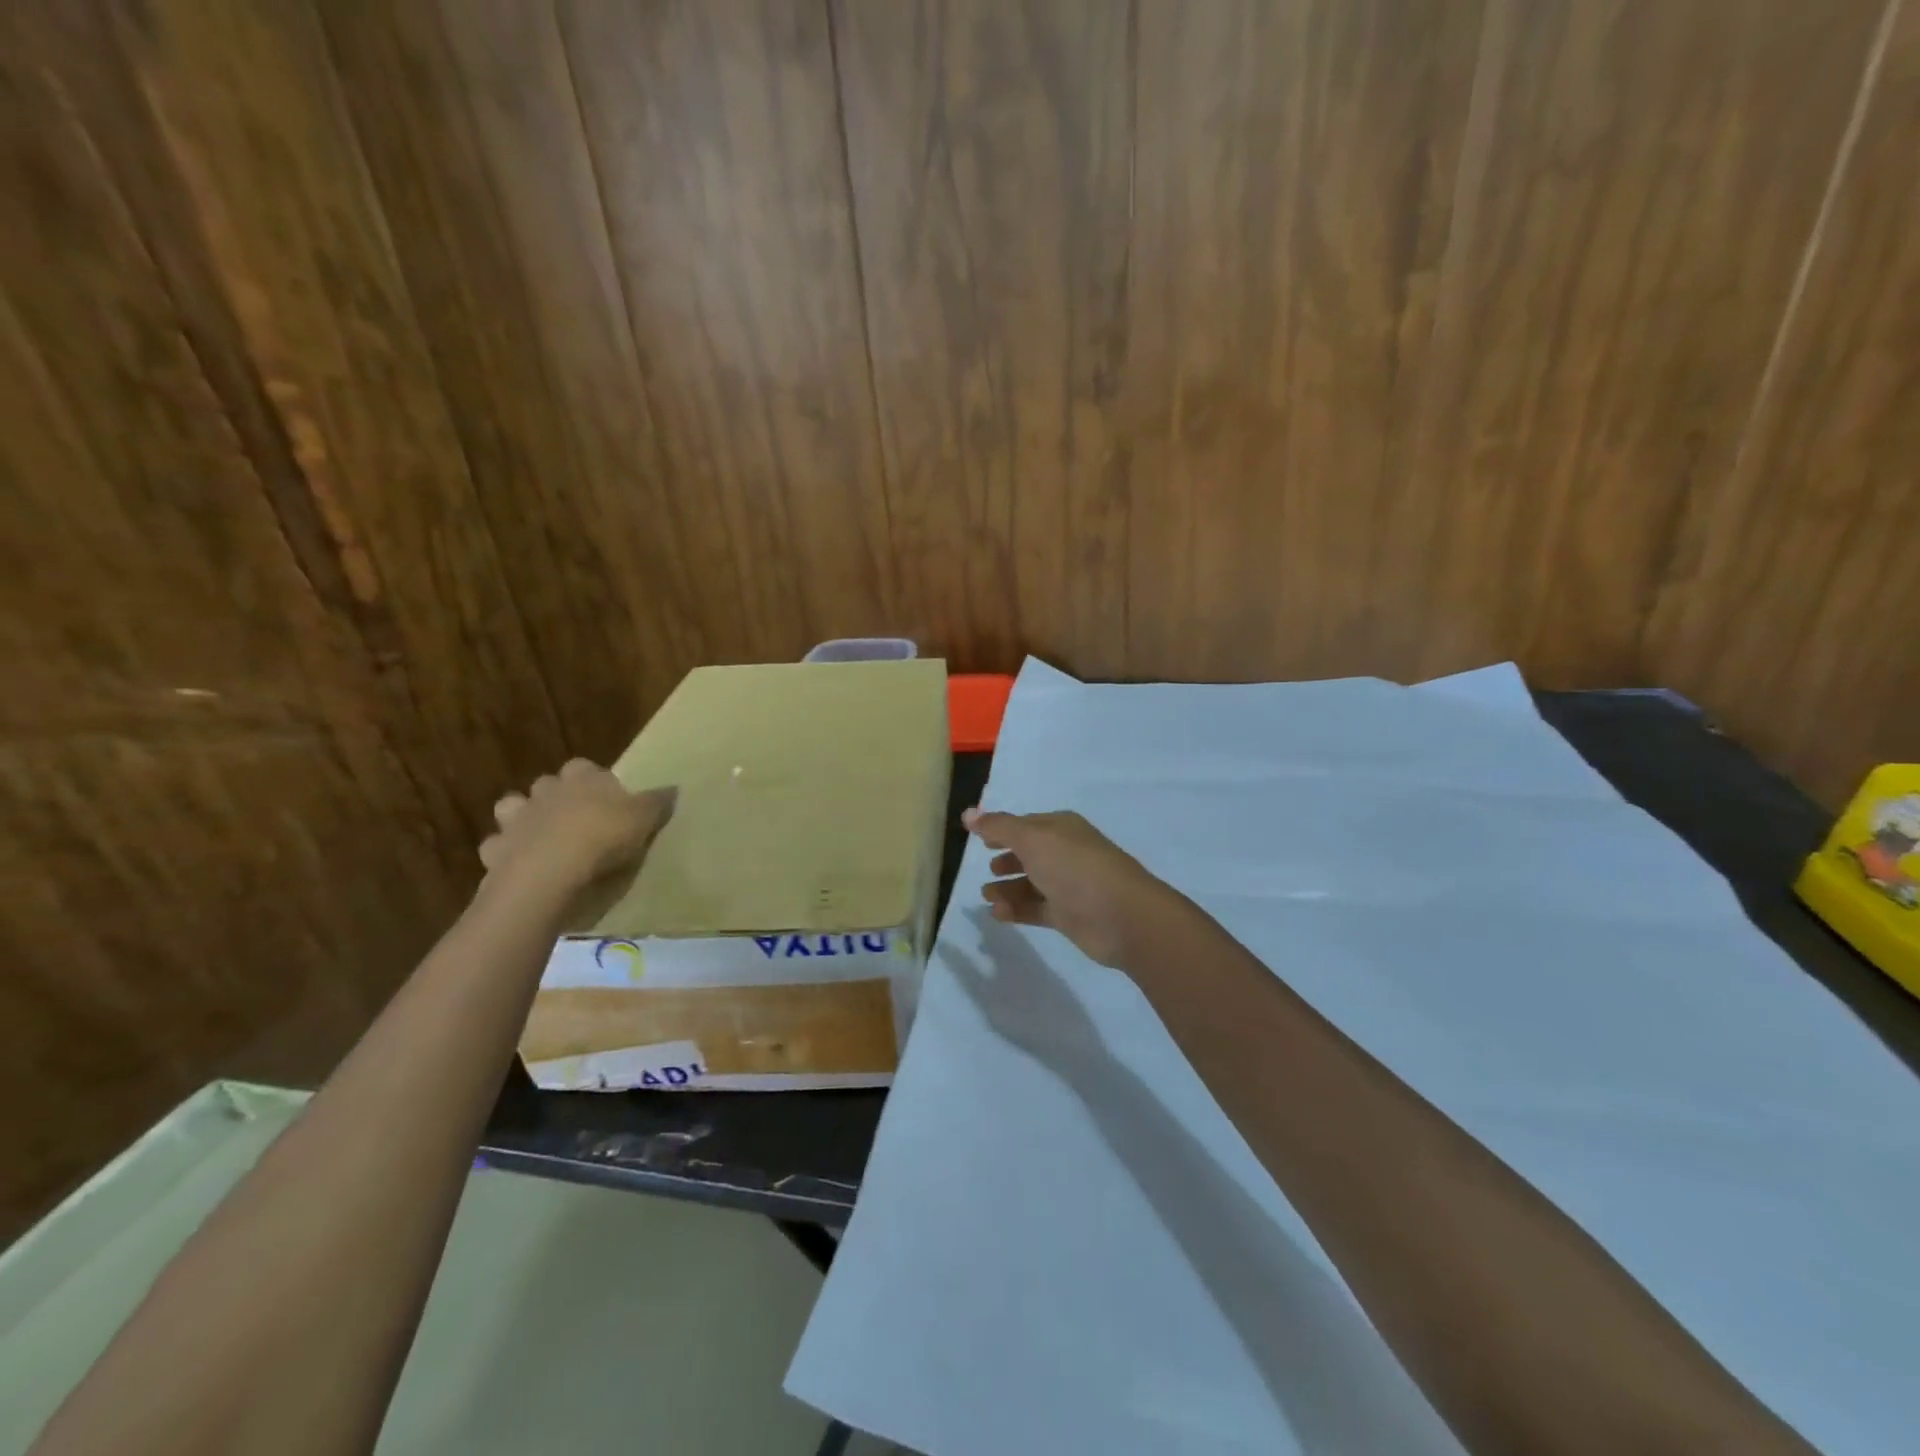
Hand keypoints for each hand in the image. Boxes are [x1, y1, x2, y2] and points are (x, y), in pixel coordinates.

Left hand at [480, 760, 675, 892]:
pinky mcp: (495, 851)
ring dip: (522, 819)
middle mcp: (546, 792)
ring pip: (512, 807)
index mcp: (582, 779)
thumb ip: (657, 802)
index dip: (594, 780)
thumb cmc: (603, 837)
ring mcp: (516, 820)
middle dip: (556, 796)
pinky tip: (521, 865)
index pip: (584, 767)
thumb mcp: (644, 819)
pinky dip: (506, 853)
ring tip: (541, 838)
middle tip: (575, 819)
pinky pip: (497, 846)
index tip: (607, 798)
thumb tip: (674, 788)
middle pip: (547, 784)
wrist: (550, 872)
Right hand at [962, 807, 1194, 968]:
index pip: (1026, 825)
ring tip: (986, 895)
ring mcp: (1069, 885)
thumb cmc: (1075, 867)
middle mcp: (1066, 853)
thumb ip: (998, 827)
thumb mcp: (1032, 839)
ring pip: (1031, 884)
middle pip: (1029, 854)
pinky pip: (1036, 909)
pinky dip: (1016, 910)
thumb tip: (968, 813)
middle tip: (988, 870)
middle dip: (1007, 860)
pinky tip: (997, 914)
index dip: (1003, 830)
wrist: (1121, 916)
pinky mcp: (1069, 915)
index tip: (979, 839)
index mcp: (1061, 828)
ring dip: (1007, 889)